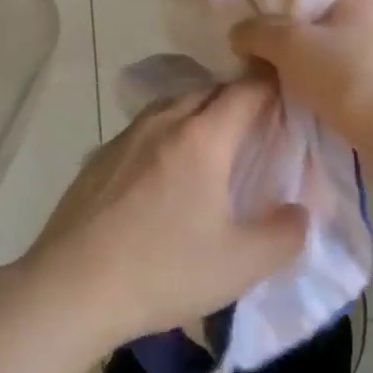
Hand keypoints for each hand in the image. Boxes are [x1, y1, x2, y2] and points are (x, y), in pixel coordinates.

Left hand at [22, 82, 308, 348]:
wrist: (71, 287)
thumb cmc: (164, 270)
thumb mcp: (241, 264)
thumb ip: (284, 234)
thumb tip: (300, 211)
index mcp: (202, 137)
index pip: (246, 91)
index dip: (271, 85)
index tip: (288, 91)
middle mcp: (163, 122)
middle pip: (208, 91)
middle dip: (236, 98)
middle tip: (257, 123)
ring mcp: (125, 137)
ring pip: (172, 105)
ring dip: (198, 112)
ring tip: (212, 142)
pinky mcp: (99, 157)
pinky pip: (144, 128)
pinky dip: (166, 132)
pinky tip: (164, 168)